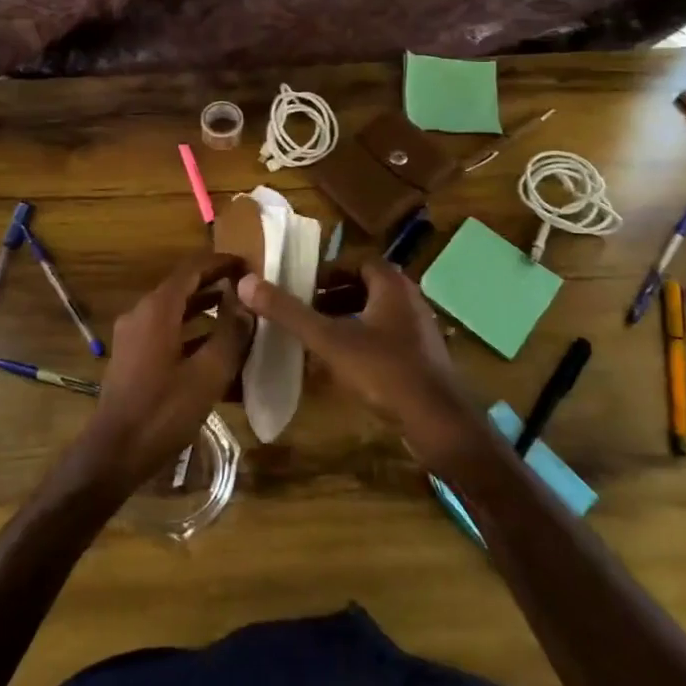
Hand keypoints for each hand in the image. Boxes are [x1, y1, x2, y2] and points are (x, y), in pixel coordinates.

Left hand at [70, 253, 250, 494]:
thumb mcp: (208, 373)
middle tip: (249, 291)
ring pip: (175, 312)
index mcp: (158, 309)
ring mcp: (133, 335)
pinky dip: (190, 333)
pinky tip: (215, 351)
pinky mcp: (132, 356)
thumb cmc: (164, 411)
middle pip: (183, 288)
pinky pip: (166, 332)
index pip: (192, 268)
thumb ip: (230, 334)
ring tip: (238, 317)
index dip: (221, 263)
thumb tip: (246, 303)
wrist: (115, 451)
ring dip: (205, 310)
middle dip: (215, 285)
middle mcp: (141, 313)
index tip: (248, 265)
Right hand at [237, 262, 475, 448]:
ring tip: (315, 337)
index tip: (300, 287)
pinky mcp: (422, 358)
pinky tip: (342, 366)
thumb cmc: (384, 371)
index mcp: (391, 284)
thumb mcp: (329, 340)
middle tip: (303, 311)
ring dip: (346, 320)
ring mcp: (419, 330)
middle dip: (332, 297)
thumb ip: (288, 312)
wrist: (440, 423)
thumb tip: (245, 282)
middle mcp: (409, 299)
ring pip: (375, 314)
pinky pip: (386, 338)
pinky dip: (362, 342)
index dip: (326, 272)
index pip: (355, 262)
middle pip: (364, 287)